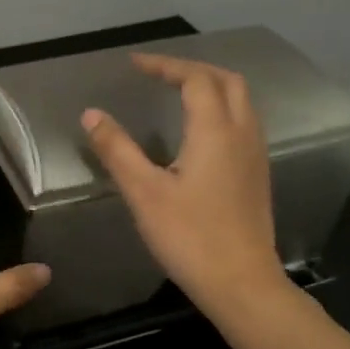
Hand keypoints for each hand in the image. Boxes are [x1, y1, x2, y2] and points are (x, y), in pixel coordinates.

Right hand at [82, 54, 287, 313]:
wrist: (241, 283)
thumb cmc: (190, 237)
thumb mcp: (144, 193)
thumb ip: (117, 150)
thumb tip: (91, 114)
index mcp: (215, 131)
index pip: (194, 78)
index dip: (165, 65)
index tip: (135, 65)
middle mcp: (242, 134)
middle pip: (226, 81)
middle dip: (193, 70)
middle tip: (159, 75)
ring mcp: (255, 155)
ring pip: (241, 102)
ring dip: (211, 88)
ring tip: (178, 95)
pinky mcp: (257, 176)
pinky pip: (244, 124)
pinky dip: (222, 110)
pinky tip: (200, 133)